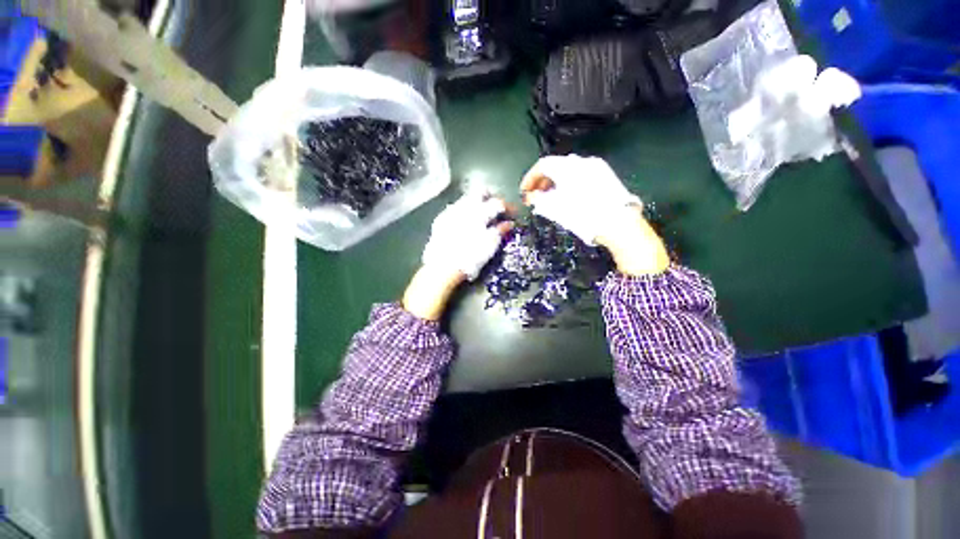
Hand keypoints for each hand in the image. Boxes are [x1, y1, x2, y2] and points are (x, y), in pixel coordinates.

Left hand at [404, 192, 512, 319]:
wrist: (443, 266)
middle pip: (480, 192)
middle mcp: (465, 207)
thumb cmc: (470, 257)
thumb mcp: (490, 245)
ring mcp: (451, 211)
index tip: (512, 213)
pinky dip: (464, 212)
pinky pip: (455, 209)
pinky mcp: (441, 219)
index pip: (497, 203)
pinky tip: (465, 222)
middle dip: (491, 197)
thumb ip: (500, 231)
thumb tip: (508, 224)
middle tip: (497, 208)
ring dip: (476, 203)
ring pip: (467, 199)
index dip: (507, 207)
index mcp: (480, 212)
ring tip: (482, 215)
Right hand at [520, 155, 668, 275]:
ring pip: (568, 170)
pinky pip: (580, 175)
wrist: (618, 223)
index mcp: (567, 167)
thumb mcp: (554, 208)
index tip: (524, 192)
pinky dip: (569, 183)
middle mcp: (581, 161)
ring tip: (550, 199)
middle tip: (536, 197)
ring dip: (555, 183)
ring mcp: (595, 167)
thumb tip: (530, 196)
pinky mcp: (605, 175)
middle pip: (555, 166)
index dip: (530, 178)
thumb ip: (538, 199)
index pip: (542, 166)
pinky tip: (567, 197)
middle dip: (542, 181)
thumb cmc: (582, 215)